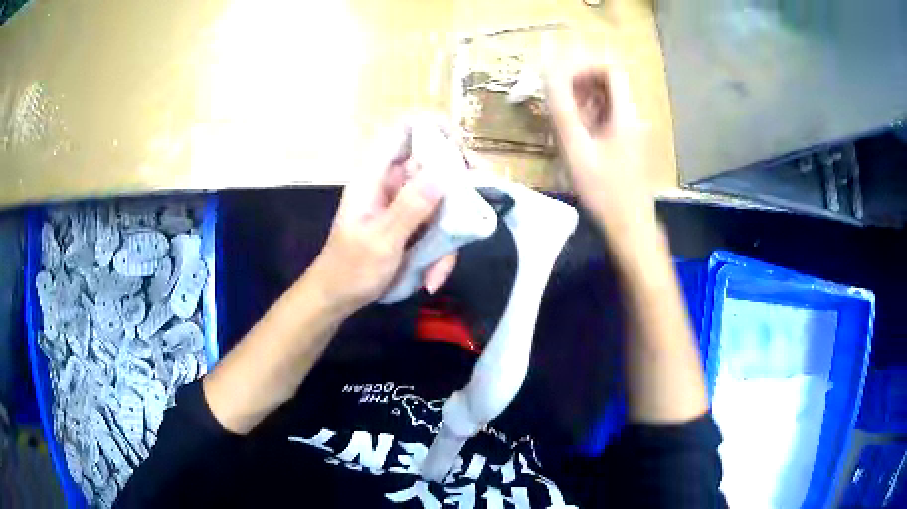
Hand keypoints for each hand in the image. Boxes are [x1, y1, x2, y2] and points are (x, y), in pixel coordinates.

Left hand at [308, 123, 458, 314]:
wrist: (338, 298)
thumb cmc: (351, 269)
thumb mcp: (381, 241)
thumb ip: (409, 207)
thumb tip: (441, 173)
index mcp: (374, 178)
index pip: (401, 132)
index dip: (430, 127)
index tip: (460, 145)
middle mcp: (390, 185)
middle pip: (431, 165)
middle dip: (455, 188)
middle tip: (473, 207)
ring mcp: (402, 206)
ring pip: (439, 201)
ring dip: (447, 235)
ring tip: (439, 269)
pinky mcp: (410, 225)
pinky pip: (436, 225)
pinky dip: (439, 251)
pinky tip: (431, 278)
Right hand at [545, 61, 654, 240]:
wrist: (629, 225)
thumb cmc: (603, 190)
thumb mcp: (576, 148)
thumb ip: (562, 109)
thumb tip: (548, 74)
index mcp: (625, 113)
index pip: (610, 68)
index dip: (584, 66)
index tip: (560, 78)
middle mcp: (632, 115)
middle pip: (608, 81)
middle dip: (579, 83)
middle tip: (556, 100)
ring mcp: (631, 129)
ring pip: (606, 99)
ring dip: (582, 100)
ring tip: (562, 119)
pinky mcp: (627, 142)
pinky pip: (607, 116)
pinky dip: (589, 116)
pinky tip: (575, 135)